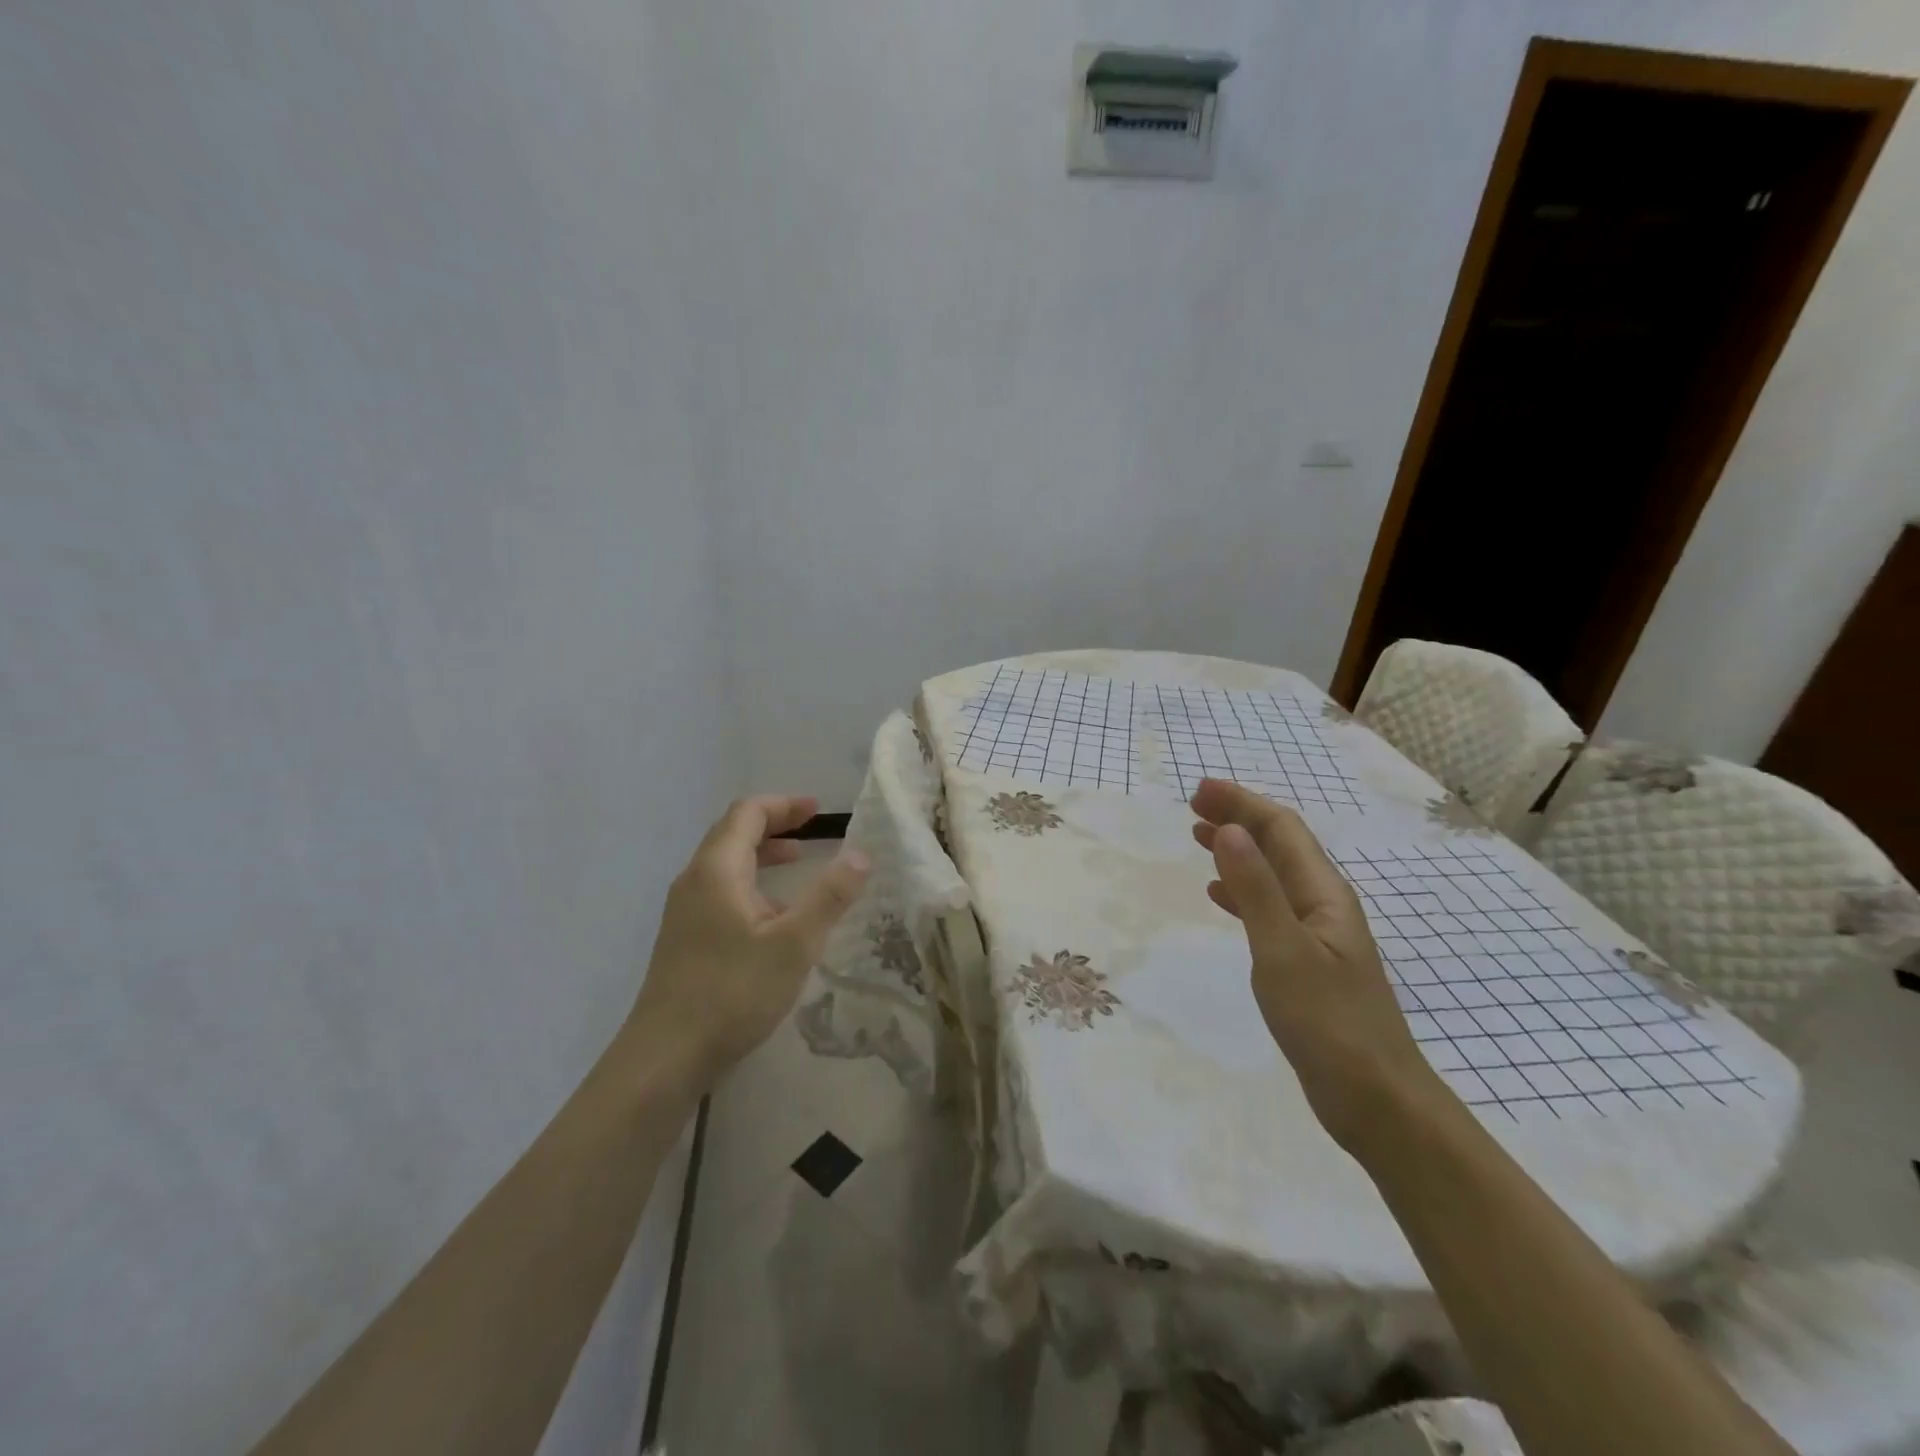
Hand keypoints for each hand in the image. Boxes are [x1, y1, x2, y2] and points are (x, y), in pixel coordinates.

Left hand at [628, 795, 868, 1088]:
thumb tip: (860, 854)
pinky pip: (720, 891)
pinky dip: (751, 884)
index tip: (819, 811)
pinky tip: (773, 917)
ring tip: (799, 865)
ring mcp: (684, 911)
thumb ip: (830, 896)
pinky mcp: (684, 938)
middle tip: (813, 831)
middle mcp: (694, 881)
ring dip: (762, 855)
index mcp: (716, 870)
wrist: (665, 1057)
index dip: (785, 805)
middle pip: (733, 833)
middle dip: (775, 825)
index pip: (748, 813)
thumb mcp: (794, 944)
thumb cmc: (733, 992)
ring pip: (726, 865)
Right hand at [1190, 779, 1439, 1153]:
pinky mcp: (1306, 962)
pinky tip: (1218, 894)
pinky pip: (1269, 908)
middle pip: (1280, 845)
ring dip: (1237, 850)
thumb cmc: (1329, 1023)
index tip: (1197, 791)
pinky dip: (1241, 891)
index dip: (1241, 803)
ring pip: (1272, 874)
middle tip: (1192, 806)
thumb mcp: (1283, 951)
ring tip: (1199, 837)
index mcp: (1324, 894)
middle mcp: (1323, 904)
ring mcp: (1317, 934)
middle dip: (1239, 818)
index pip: (1282, 829)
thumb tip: (1230, 831)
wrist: (1375, 1099)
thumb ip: (1256, 890)